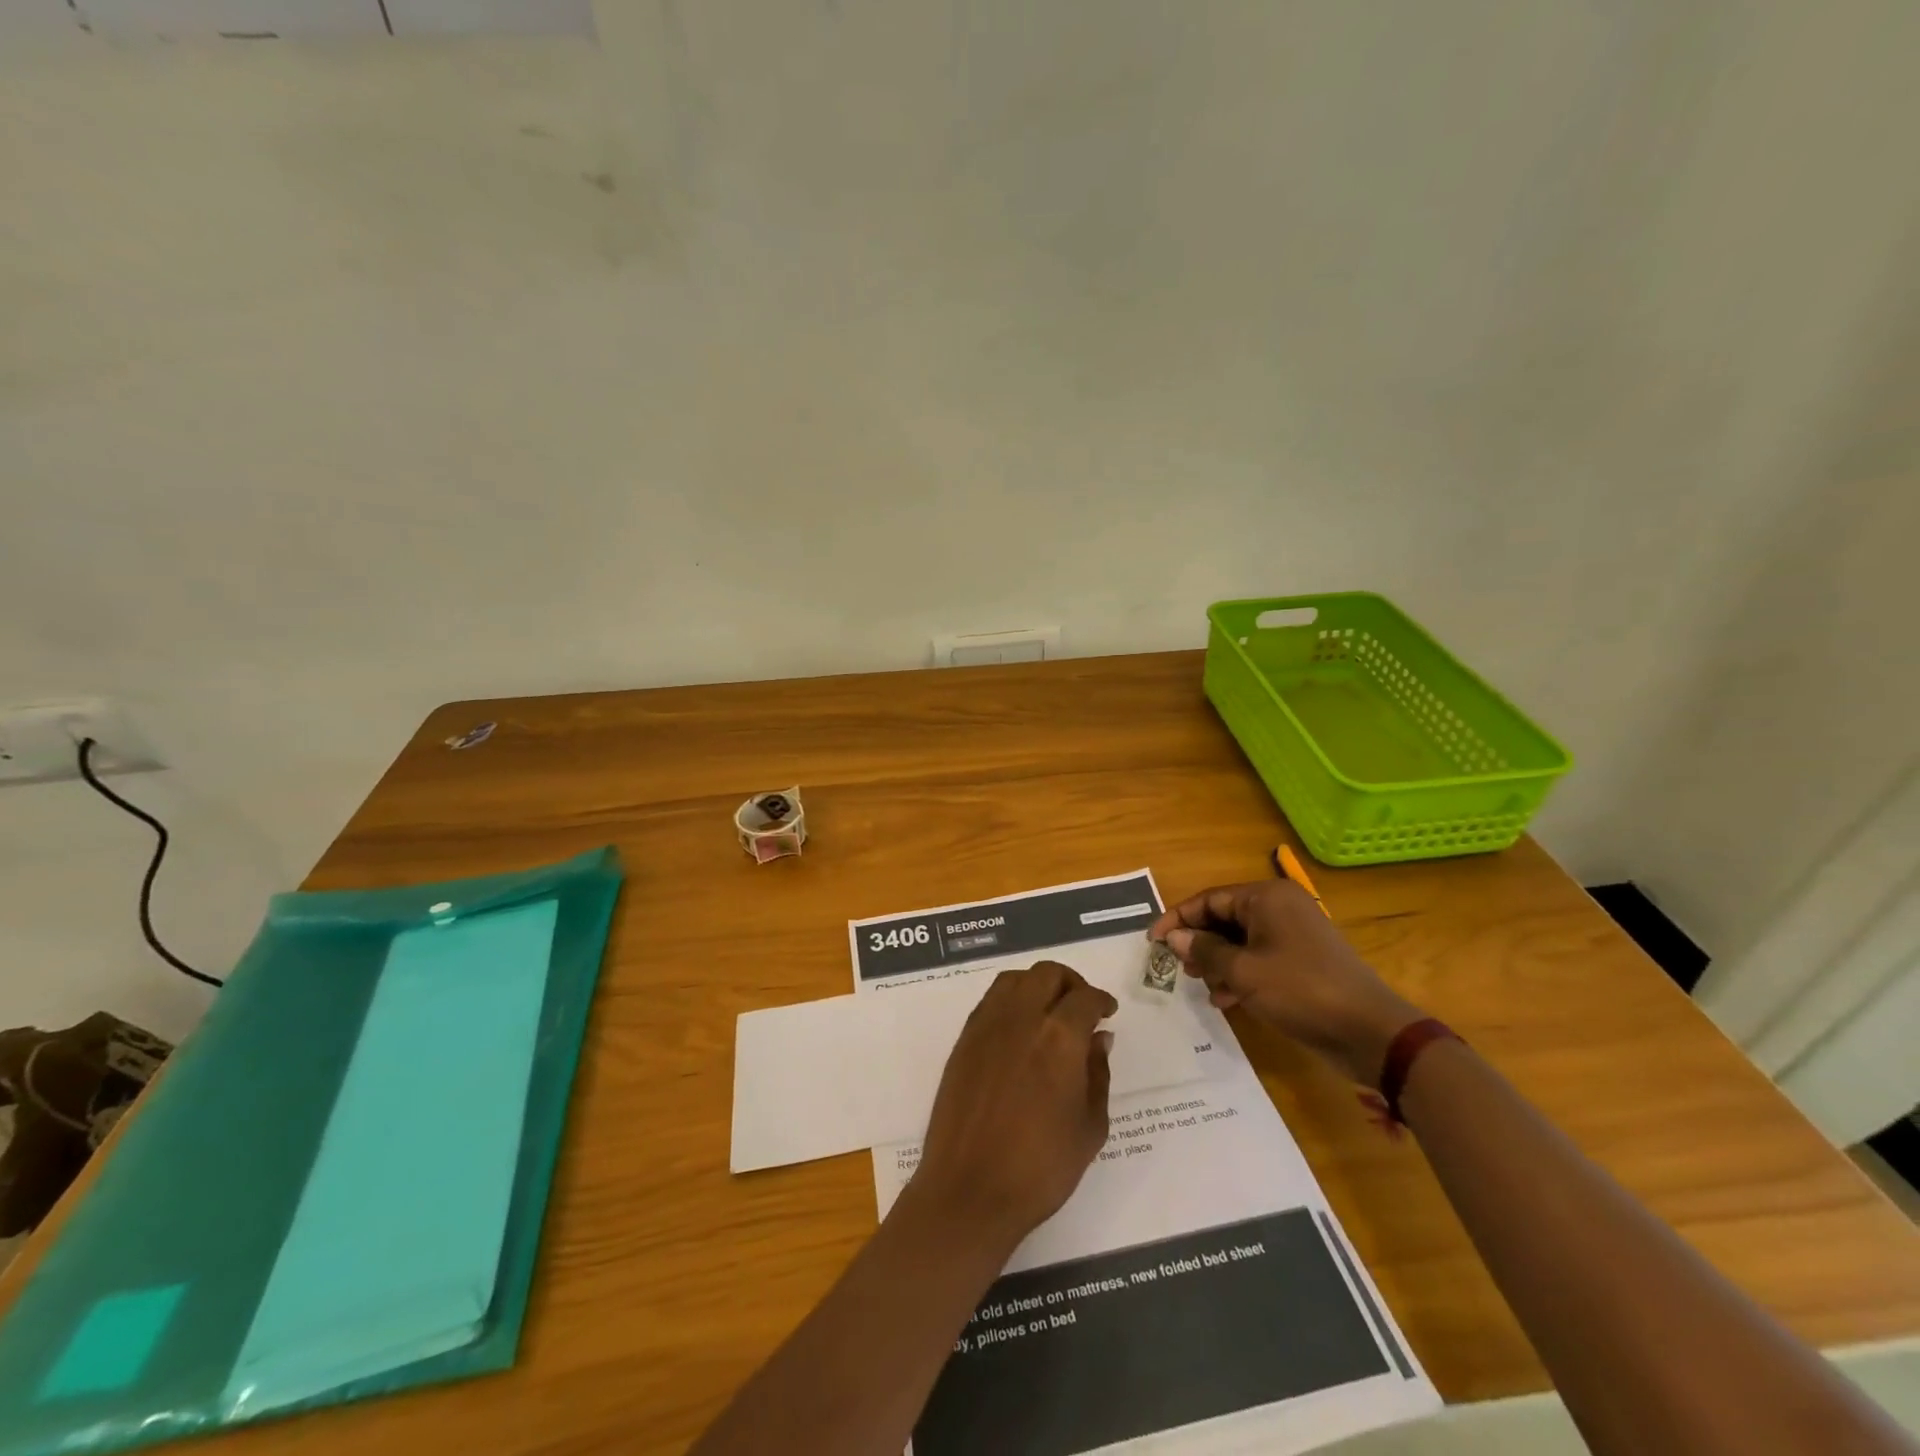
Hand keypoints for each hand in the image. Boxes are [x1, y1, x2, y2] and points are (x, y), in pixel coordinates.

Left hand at [909, 962, 1115, 1252]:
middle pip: (1047, 974)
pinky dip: (1011, 999)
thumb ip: (1097, 1075)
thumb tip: (1099, 1038)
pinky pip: (990, 1000)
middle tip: (1081, 1006)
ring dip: (1037, 984)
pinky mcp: (964, 1040)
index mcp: (1059, 1037)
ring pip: (1015, 979)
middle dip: (1070, 983)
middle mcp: (1021, 1018)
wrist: (970, 1189)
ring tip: (1049, 1011)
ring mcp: (987, 1025)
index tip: (1108, 1011)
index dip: (1101, 1000)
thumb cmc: (1041, 1167)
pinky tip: (1020, 1028)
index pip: (1085, 998)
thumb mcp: (1089, 1127)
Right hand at [1150, 879, 1421, 1086]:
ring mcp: (1294, 935)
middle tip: (1178, 967)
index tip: (1153, 942)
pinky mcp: (1303, 961)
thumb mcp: (1243, 972)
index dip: (1177, 919)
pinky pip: (1259, 958)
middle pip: (1224, 918)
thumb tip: (1174, 936)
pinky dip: (1240, 974)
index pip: (1209, 899)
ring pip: (1240, 940)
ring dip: (1217, 961)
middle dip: (1198, 942)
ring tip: (1201, 986)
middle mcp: (1280, 908)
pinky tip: (1226, 1000)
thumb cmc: (1300, 991)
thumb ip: (1204, 950)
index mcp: (1266, 898)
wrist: (1370, 1032)